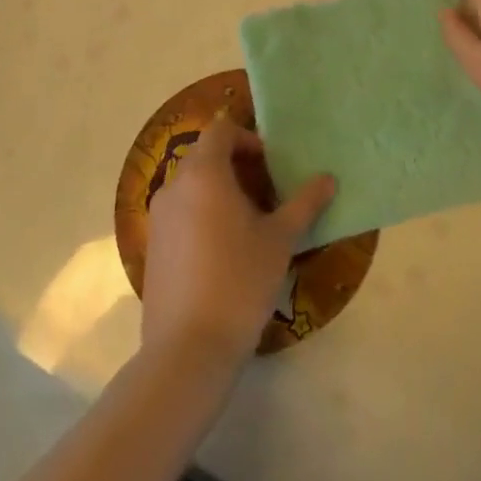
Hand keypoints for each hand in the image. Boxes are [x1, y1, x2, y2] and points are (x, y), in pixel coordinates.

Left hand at [142, 117, 334, 371]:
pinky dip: (202, 214)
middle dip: (236, 165)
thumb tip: (328, 178)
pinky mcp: (152, 246)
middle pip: (205, 156)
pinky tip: (223, 251)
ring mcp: (158, 218)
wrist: (187, 350)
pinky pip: (180, 212)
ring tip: (249, 223)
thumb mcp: (280, 240)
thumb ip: (304, 203)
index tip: (270, 164)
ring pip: (191, 185)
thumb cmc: (239, 282)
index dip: (247, 138)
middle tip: (267, 193)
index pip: (220, 130)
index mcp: (203, 174)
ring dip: (219, 190)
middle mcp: (174, 186)